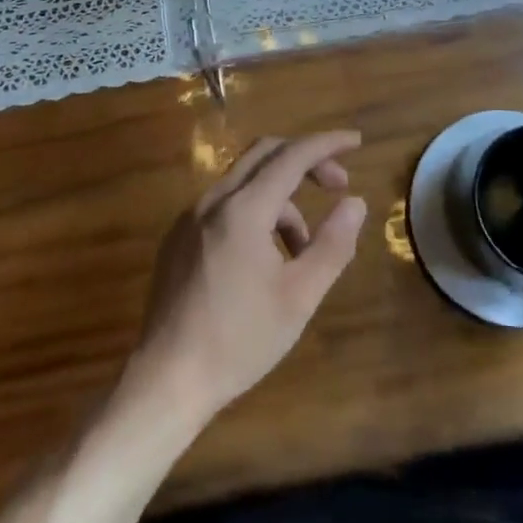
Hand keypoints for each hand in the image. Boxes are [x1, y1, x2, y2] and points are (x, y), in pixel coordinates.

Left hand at [129, 131, 367, 426]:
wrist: (166, 380)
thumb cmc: (239, 340)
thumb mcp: (299, 297)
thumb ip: (332, 244)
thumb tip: (355, 202)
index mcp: (244, 209)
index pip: (292, 156)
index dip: (327, 144)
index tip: (357, 142)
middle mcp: (213, 200)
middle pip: (265, 154)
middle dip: (306, 161)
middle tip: (338, 185)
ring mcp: (190, 217)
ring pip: (245, 182)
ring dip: (282, 198)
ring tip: (303, 248)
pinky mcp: (178, 238)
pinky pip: (225, 205)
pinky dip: (255, 212)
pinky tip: (266, 258)